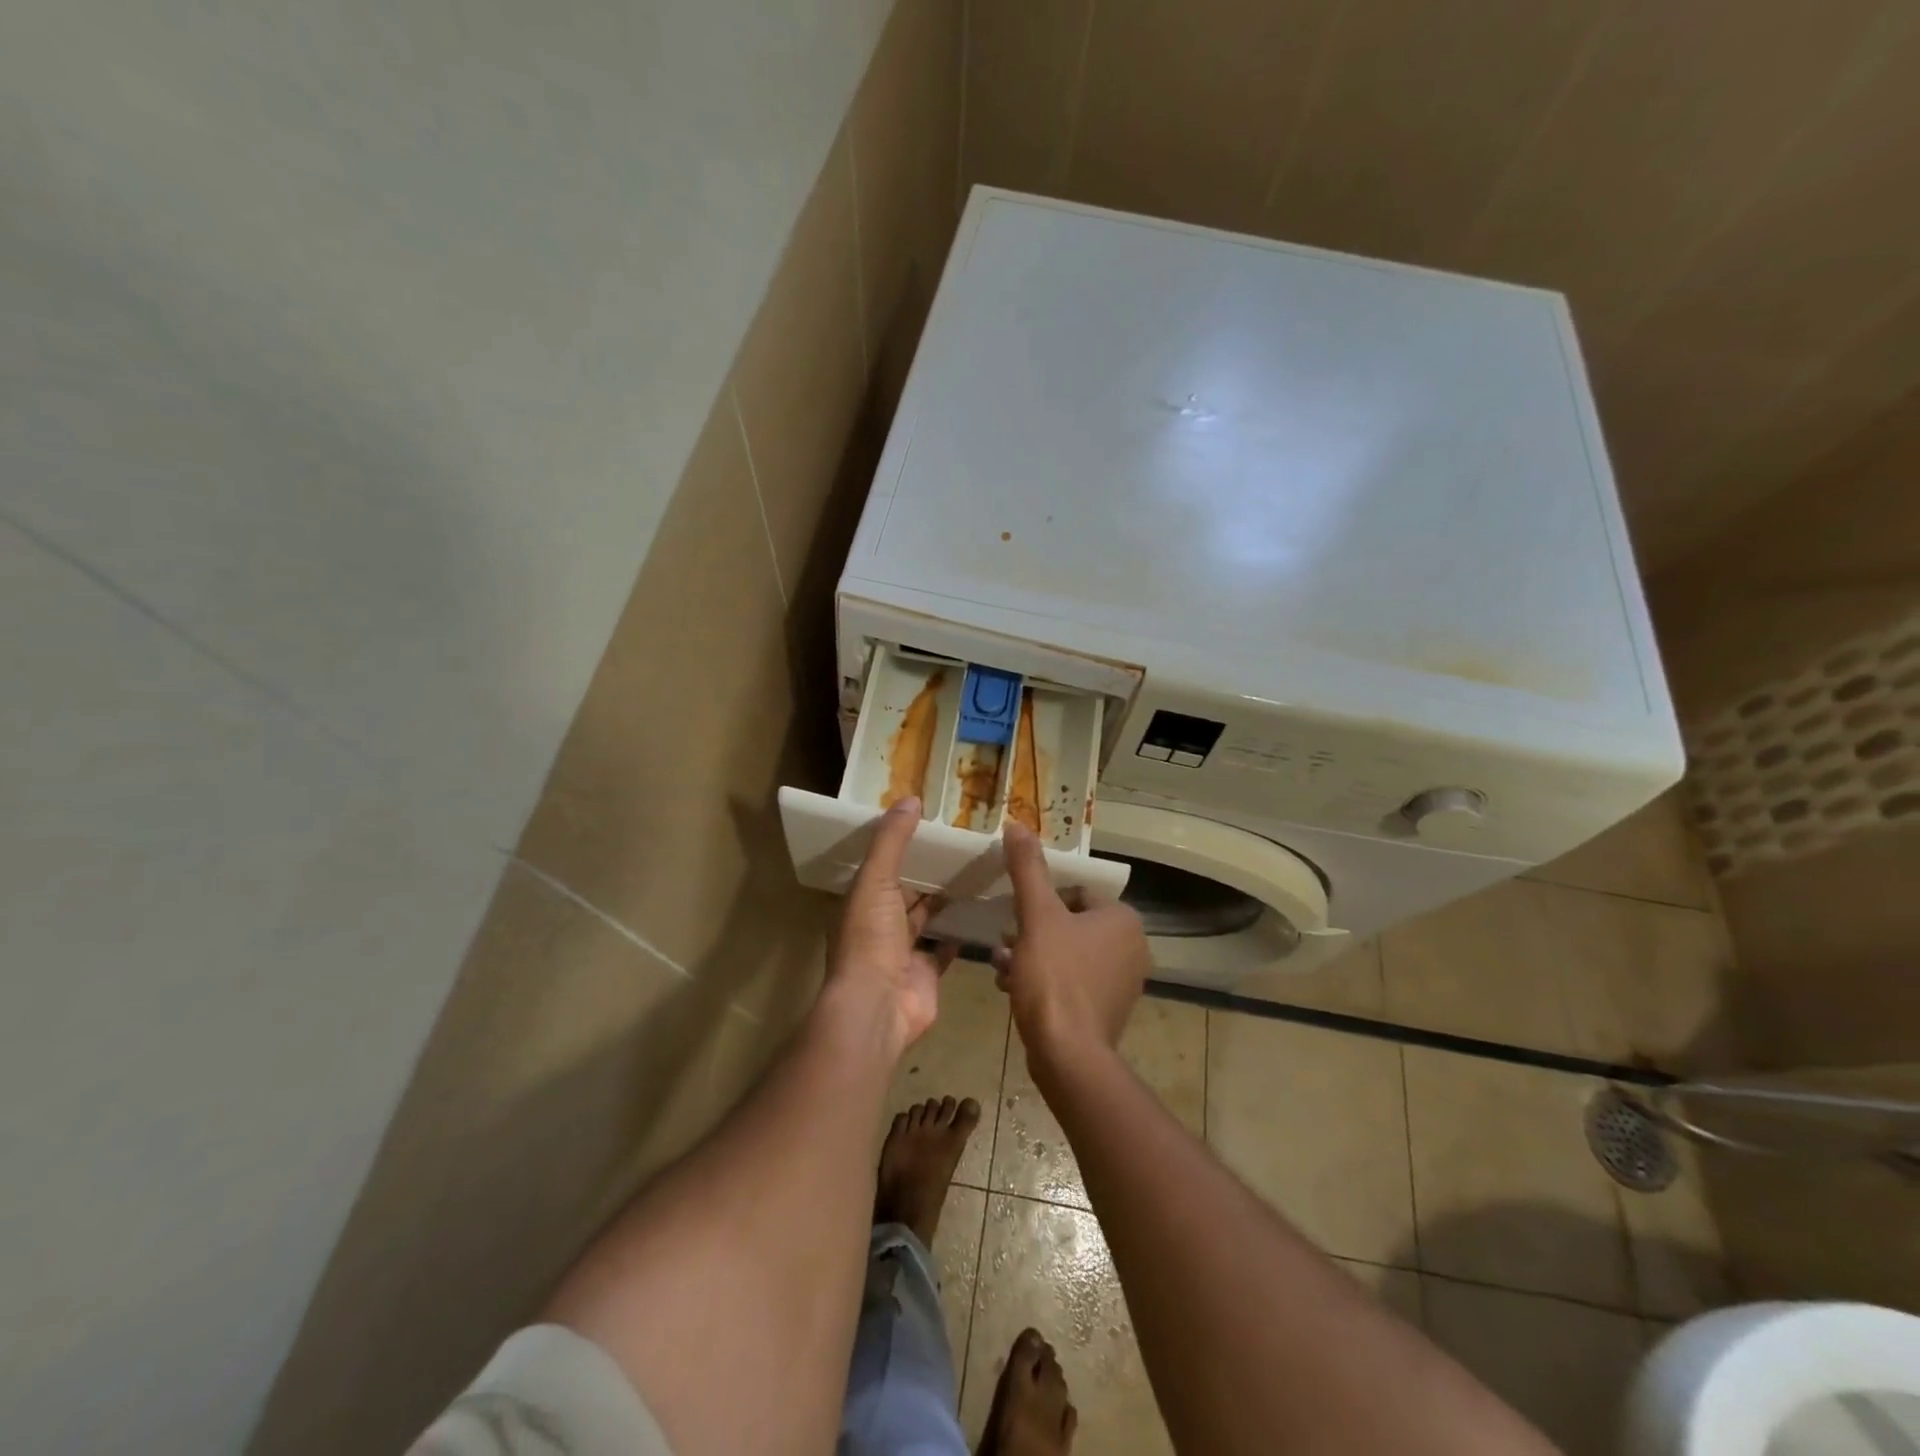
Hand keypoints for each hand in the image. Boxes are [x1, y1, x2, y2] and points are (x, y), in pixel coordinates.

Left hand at [828, 797, 955, 1053]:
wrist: (877, 1007)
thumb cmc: (871, 939)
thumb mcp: (876, 880)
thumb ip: (892, 841)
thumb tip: (911, 798)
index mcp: (862, 901)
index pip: (882, 867)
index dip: (902, 847)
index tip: (930, 826)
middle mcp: (879, 925)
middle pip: (905, 893)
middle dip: (926, 874)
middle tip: (960, 848)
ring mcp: (902, 953)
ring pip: (924, 920)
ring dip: (942, 902)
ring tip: (972, 875)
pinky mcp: (926, 975)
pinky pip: (941, 951)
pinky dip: (955, 937)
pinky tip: (975, 915)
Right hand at [993, 821, 1151, 1077]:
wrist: (1068, 1055)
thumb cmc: (1055, 977)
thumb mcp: (1036, 915)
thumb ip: (1028, 868)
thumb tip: (1017, 823)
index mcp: (1123, 920)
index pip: (1075, 894)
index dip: (1042, 903)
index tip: (1017, 918)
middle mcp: (1132, 948)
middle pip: (1069, 924)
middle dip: (1032, 932)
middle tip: (1005, 943)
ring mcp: (1122, 983)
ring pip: (1066, 954)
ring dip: (1031, 955)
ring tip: (1003, 967)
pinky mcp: (1108, 1011)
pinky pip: (1071, 982)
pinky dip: (1044, 981)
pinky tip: (1012, 989)